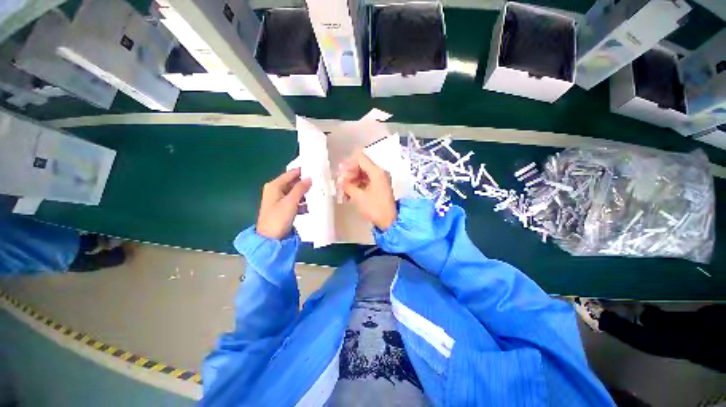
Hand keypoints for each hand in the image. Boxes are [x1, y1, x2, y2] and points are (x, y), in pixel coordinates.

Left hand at [256, 168, 311, 239]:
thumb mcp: (291, 202)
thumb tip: (309, 178)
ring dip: (305, 194)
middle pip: (293, 183)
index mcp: (274, 186)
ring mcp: (279, 200)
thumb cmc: (279, 218)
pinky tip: (309, 207)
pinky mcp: (283, 208)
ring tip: (317, 195)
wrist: (270, 239)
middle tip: (319, 183)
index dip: (302, 171)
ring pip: (295, 192)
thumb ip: (300, 188)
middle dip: (305, 183)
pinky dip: (301, 203)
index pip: (290, 173)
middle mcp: (276, 190)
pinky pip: (294, 201)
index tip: (316, 170)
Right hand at [340, 151, 396, 230]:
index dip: (348, 163)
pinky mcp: (380, 186)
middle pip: (362, 165)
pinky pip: (367, 181)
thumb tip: (341, 180)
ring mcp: (381, 179)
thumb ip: (347, 185)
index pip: (360, 158)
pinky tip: (351, 194)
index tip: (340, 173)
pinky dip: (359, 185)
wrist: (389, 221)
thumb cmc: (374, 208)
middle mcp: (380, 172)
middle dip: (350, 174)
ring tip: (345, 191)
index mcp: (377, 172)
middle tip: (342, 184)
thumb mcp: (358, 197)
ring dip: (353, 180)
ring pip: (364, 174)